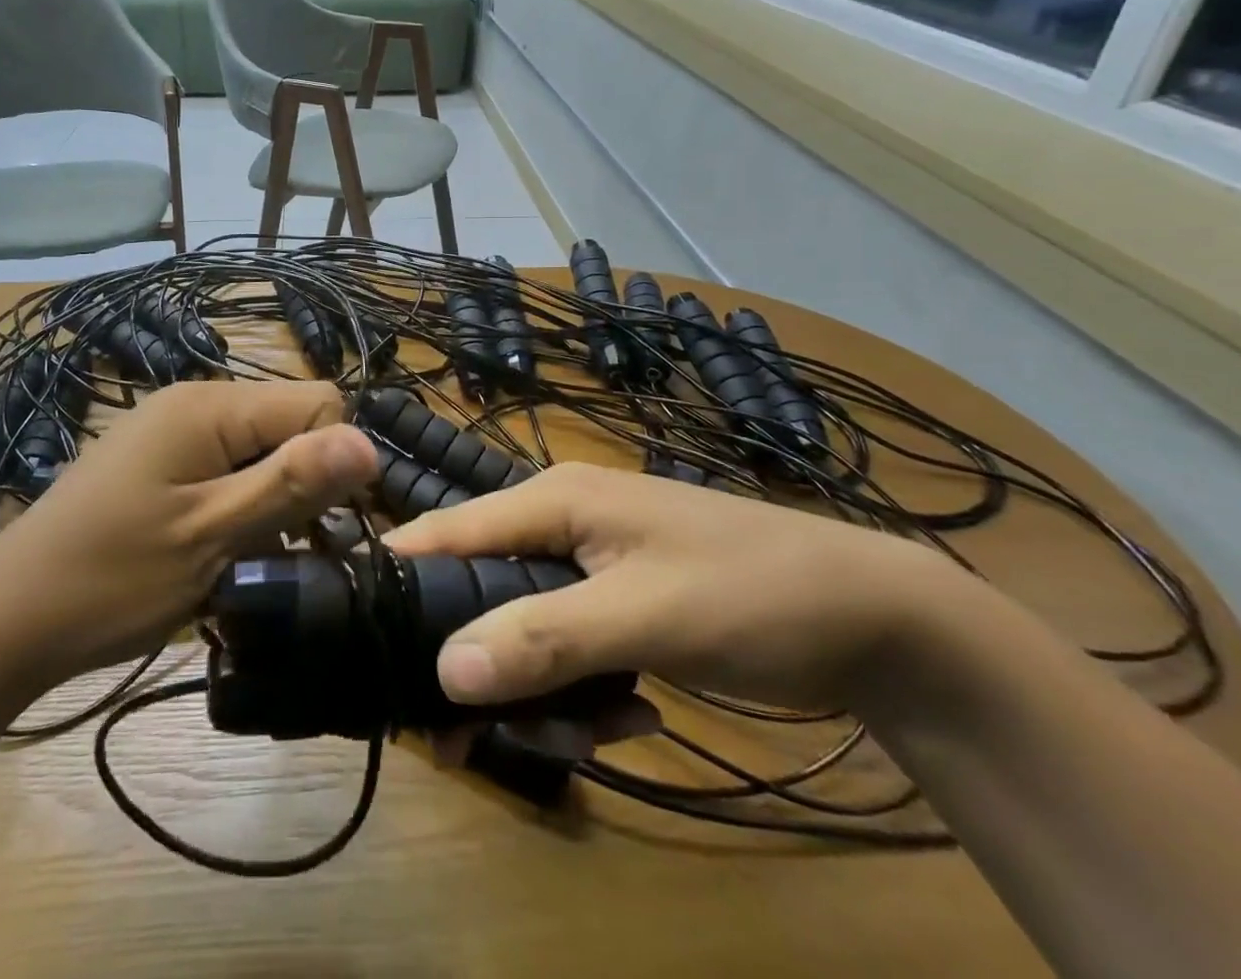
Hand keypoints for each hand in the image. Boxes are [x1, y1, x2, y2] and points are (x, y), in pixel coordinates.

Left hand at [0, 381, 377, 684]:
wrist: (5, 620)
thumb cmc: (111, 580)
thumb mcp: (212, 537)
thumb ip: (291, 484)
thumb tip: (369, 442)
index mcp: (210, 406)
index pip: (317, 402)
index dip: (337, 461)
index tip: (333, 530)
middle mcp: (194, 402)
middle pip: (288, 424)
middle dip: (305, 485)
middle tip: (292, 556)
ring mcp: (171, 431)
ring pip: (259, 451)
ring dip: (273, 504)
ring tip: (255, 565)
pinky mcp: (158, 462)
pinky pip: (225, 468)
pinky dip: (240, 508)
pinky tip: (224, 557)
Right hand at [383, 463, 958, 714]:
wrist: (876, 618)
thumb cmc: (752, 593)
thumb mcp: (648, 616)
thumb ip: (546, 638)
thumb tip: (445, 670)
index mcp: (555, 500)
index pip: (450, 529)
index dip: (404, 577)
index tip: (364, 642)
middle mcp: (561, 522)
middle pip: (484, 590)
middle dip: (485, 663)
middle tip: (477, 740)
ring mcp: (592, 563)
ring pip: (526, 628)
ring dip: (545, 688)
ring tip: (595, 729)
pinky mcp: (618, 600)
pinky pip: (571, 645)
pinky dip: (586, 686)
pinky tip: (633, 713)